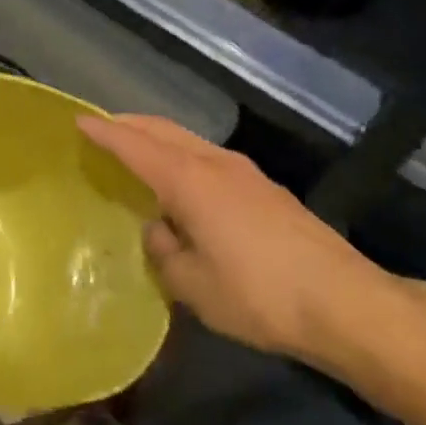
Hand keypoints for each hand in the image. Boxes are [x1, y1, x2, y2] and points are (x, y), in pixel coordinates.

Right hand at [79, 114, 392, 360]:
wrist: (348, 304)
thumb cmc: (259, 294)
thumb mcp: (193, 285)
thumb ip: (165, 252)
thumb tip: (159, 231)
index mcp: (189, 181)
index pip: (135, 145)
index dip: (104, 132)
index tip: (77, 120)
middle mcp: (216, 165)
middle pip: (164, 130)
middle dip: (130, 125)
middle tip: (102, 129)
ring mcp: (246, 175)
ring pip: (190, 142)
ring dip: (159, 139)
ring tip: (136, 151)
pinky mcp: (267, 191)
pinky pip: (209, 159)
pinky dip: (182, 157)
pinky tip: (181, 183)